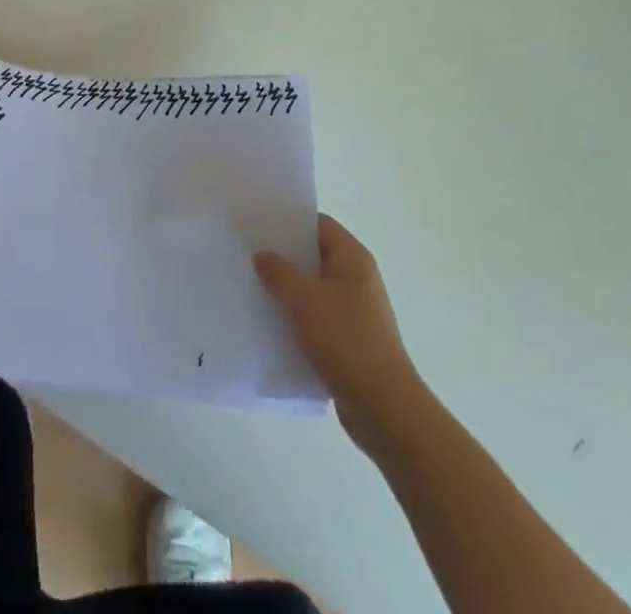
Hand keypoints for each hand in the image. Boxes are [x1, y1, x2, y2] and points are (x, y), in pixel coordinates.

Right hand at [256, 214, 421, 456]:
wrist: (383, 408)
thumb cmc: (346, 341)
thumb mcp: (305, 300)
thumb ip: (279, 272)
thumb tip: (263, 255)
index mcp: (352, 258)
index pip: (318, 225)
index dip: (289, 222)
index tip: (257, 225)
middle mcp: (357, 278)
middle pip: (314, 256)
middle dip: (283, 257)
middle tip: (247, 255)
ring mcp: (354, 311)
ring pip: (313, 290)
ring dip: (287, 291)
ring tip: (252, 288)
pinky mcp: (349, 340)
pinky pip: (316, 318)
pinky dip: (296, 318)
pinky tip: (270, 325)